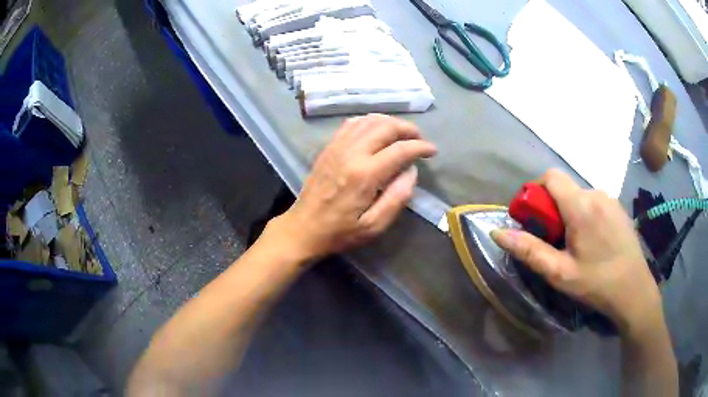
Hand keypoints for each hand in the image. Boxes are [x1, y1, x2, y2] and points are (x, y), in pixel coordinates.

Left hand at [270, 114, 436, 260]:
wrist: (303, 228)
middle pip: (385, 126)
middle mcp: (351, 153)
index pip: (400, 150)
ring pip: (369, 120)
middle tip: (419, 140)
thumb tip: (411, 171)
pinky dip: (369, 121)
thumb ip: (397, 198)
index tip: (432, 152)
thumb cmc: (340, 232)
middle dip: (408, 129)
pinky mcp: (328, 147)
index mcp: (365, 175)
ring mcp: (337, 147)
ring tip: (402, 134)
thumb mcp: (374, 226)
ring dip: (390, 122)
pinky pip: (351, 124)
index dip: (421, 147)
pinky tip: (376, 130)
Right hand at [492, 169, 661, 333]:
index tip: (532, 217)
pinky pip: (594, 201)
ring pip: (579, 195)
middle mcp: (596, 193)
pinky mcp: (618, 207)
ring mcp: (610, 199)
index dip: (535, 190)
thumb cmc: (596, 283)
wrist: (634, 290)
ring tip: (574, 243)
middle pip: (564, 188)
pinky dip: (584, 213)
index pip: (551, 177)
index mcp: (581, 206)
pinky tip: (592, 241)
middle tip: (554, 240)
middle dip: (552, 208)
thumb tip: (497, 232)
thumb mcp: (559, 273)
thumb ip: (529, 250)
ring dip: (569, 212)